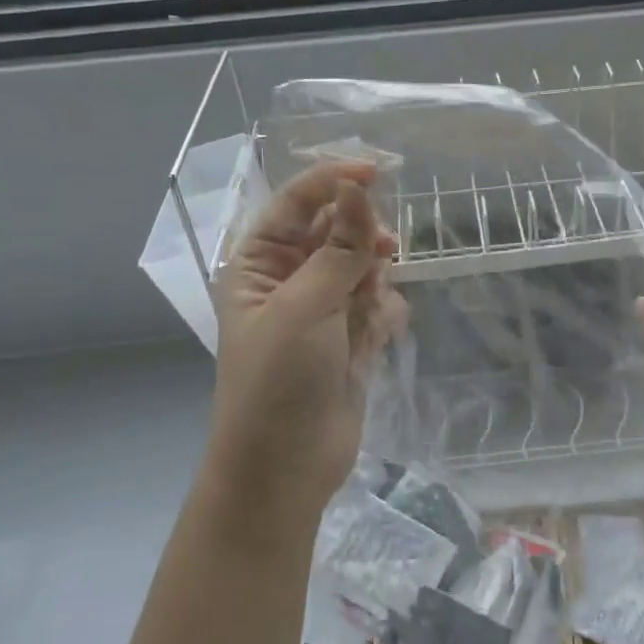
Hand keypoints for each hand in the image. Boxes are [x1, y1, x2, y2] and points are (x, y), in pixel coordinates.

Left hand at [209, 161, 406, 521]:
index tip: (377, 172)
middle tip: (382, 249)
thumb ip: (339, 248)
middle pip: (335, 231)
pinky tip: (378, 338)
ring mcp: (322, 310)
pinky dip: (383, 314)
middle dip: (360, 238)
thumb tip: (357, 187)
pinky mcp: (350, 339)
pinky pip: (378, 304)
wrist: (285, 470)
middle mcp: (290, 280)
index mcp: (259, 264)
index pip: (297, 203)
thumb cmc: (279, 382)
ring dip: (373, 280)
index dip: (333, 182)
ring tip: (369, 310)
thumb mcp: (306, 308)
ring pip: (363, 266)